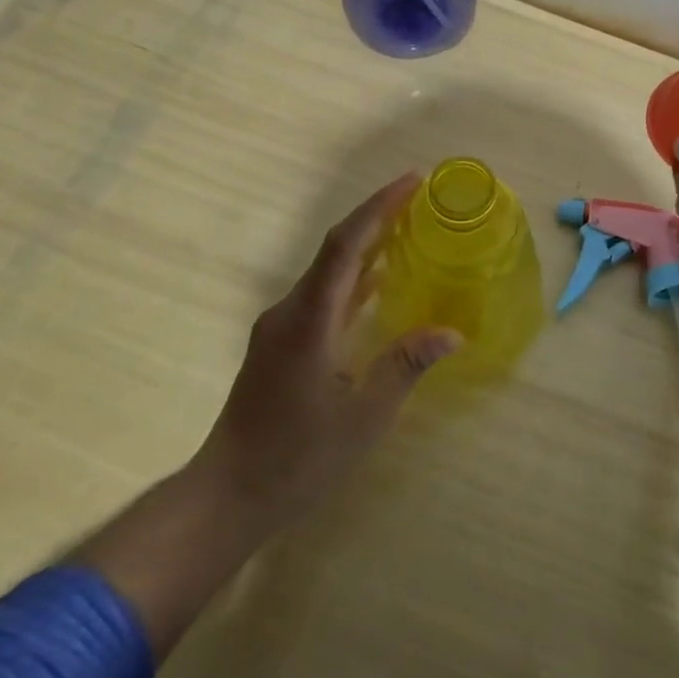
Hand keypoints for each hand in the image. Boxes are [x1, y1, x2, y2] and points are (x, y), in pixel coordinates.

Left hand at [195, 172, 462, 539]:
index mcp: (308, 320)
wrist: (227, 496)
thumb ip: (405, 367)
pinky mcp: (279, 345)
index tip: (413, 181)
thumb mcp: (363, 417)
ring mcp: (280, 328)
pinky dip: (353, 280)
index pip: (346, 246)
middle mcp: (289, 312)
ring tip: (408, 230)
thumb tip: (451, 333)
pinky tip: (379, 283)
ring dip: (366, 247)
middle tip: (420, 199)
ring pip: (327, 272)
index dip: (379, 208)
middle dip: (377, 218)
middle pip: (335, 249)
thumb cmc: (297, 460)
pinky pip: (321, 296)